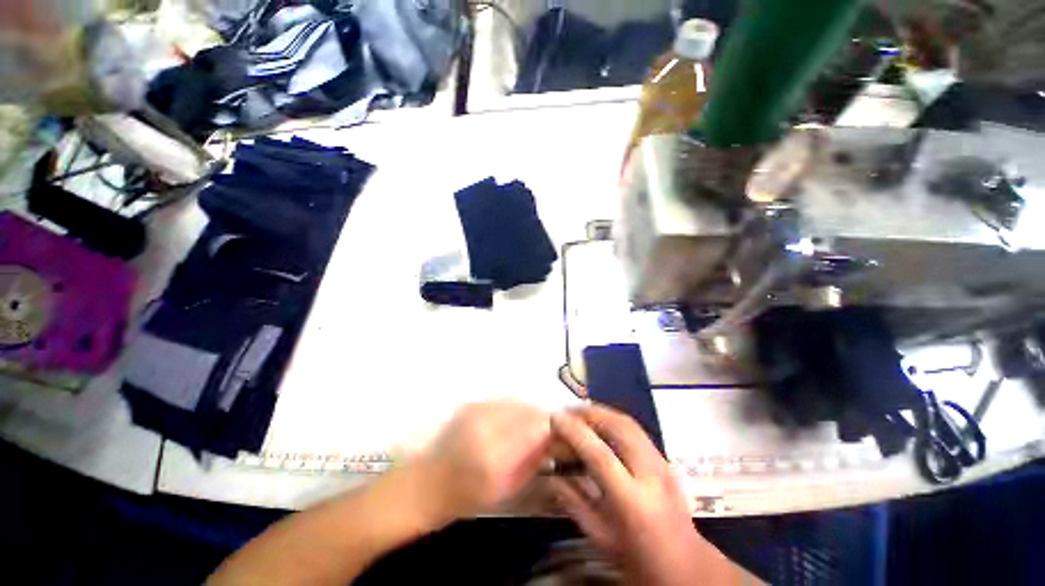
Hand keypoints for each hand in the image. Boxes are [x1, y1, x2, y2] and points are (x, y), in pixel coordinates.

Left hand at [416, 401, 551, 521]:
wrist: (425, 484)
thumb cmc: (465, 497)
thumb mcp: (506, 488)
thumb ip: (533, 460)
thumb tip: (554, 439)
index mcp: (494, 455)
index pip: (536, 429)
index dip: (554, 428)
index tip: (564, 434)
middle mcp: (486, 425)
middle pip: (528, 411)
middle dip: (543, 419)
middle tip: (551, 431)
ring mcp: (476, 410)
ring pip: (517, 402)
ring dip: (530, 413)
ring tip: (533, 427)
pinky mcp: (471, 404)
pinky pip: (504, 401)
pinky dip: (515, 409)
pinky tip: (514, 421)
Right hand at [550, 405, 728, 585]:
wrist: (686, 565)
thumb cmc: (638, 557)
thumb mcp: (600, 537)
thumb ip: (573, 502)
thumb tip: (550, 475)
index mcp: (633, 501)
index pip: (599, 455)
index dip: (574, 432)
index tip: (555, 418)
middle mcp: (651, 475)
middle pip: (619, 427)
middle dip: (590, 412)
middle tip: (567, 411)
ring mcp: (662, 463)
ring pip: (629, 423)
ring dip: (602, 412)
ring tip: (580, 412)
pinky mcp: (665, 458)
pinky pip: (635, 429)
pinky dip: (613, 419)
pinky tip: (600, 422)